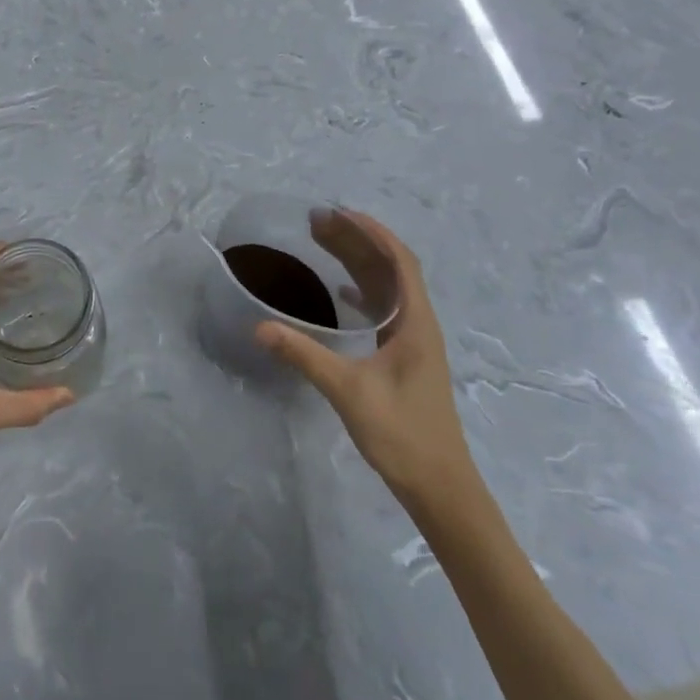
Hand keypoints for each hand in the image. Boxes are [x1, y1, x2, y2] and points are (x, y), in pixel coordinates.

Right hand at [254, 210, 480, 514]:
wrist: (440, 486)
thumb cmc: (402, 434)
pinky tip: (340, 292)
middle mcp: (418, 324)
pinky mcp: (404, 358)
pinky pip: (383, 309)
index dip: (372, 231)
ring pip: (386, 288)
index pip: (399, 260)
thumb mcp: (348, 391)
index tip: (340, 212)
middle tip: (317, 222)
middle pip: (389, 268)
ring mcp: (413, 341)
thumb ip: (304, 356)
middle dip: (356, 241)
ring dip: (358, 262)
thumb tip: (259, 327)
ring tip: (322, 244)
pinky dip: (361, 291)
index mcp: (415, 322)